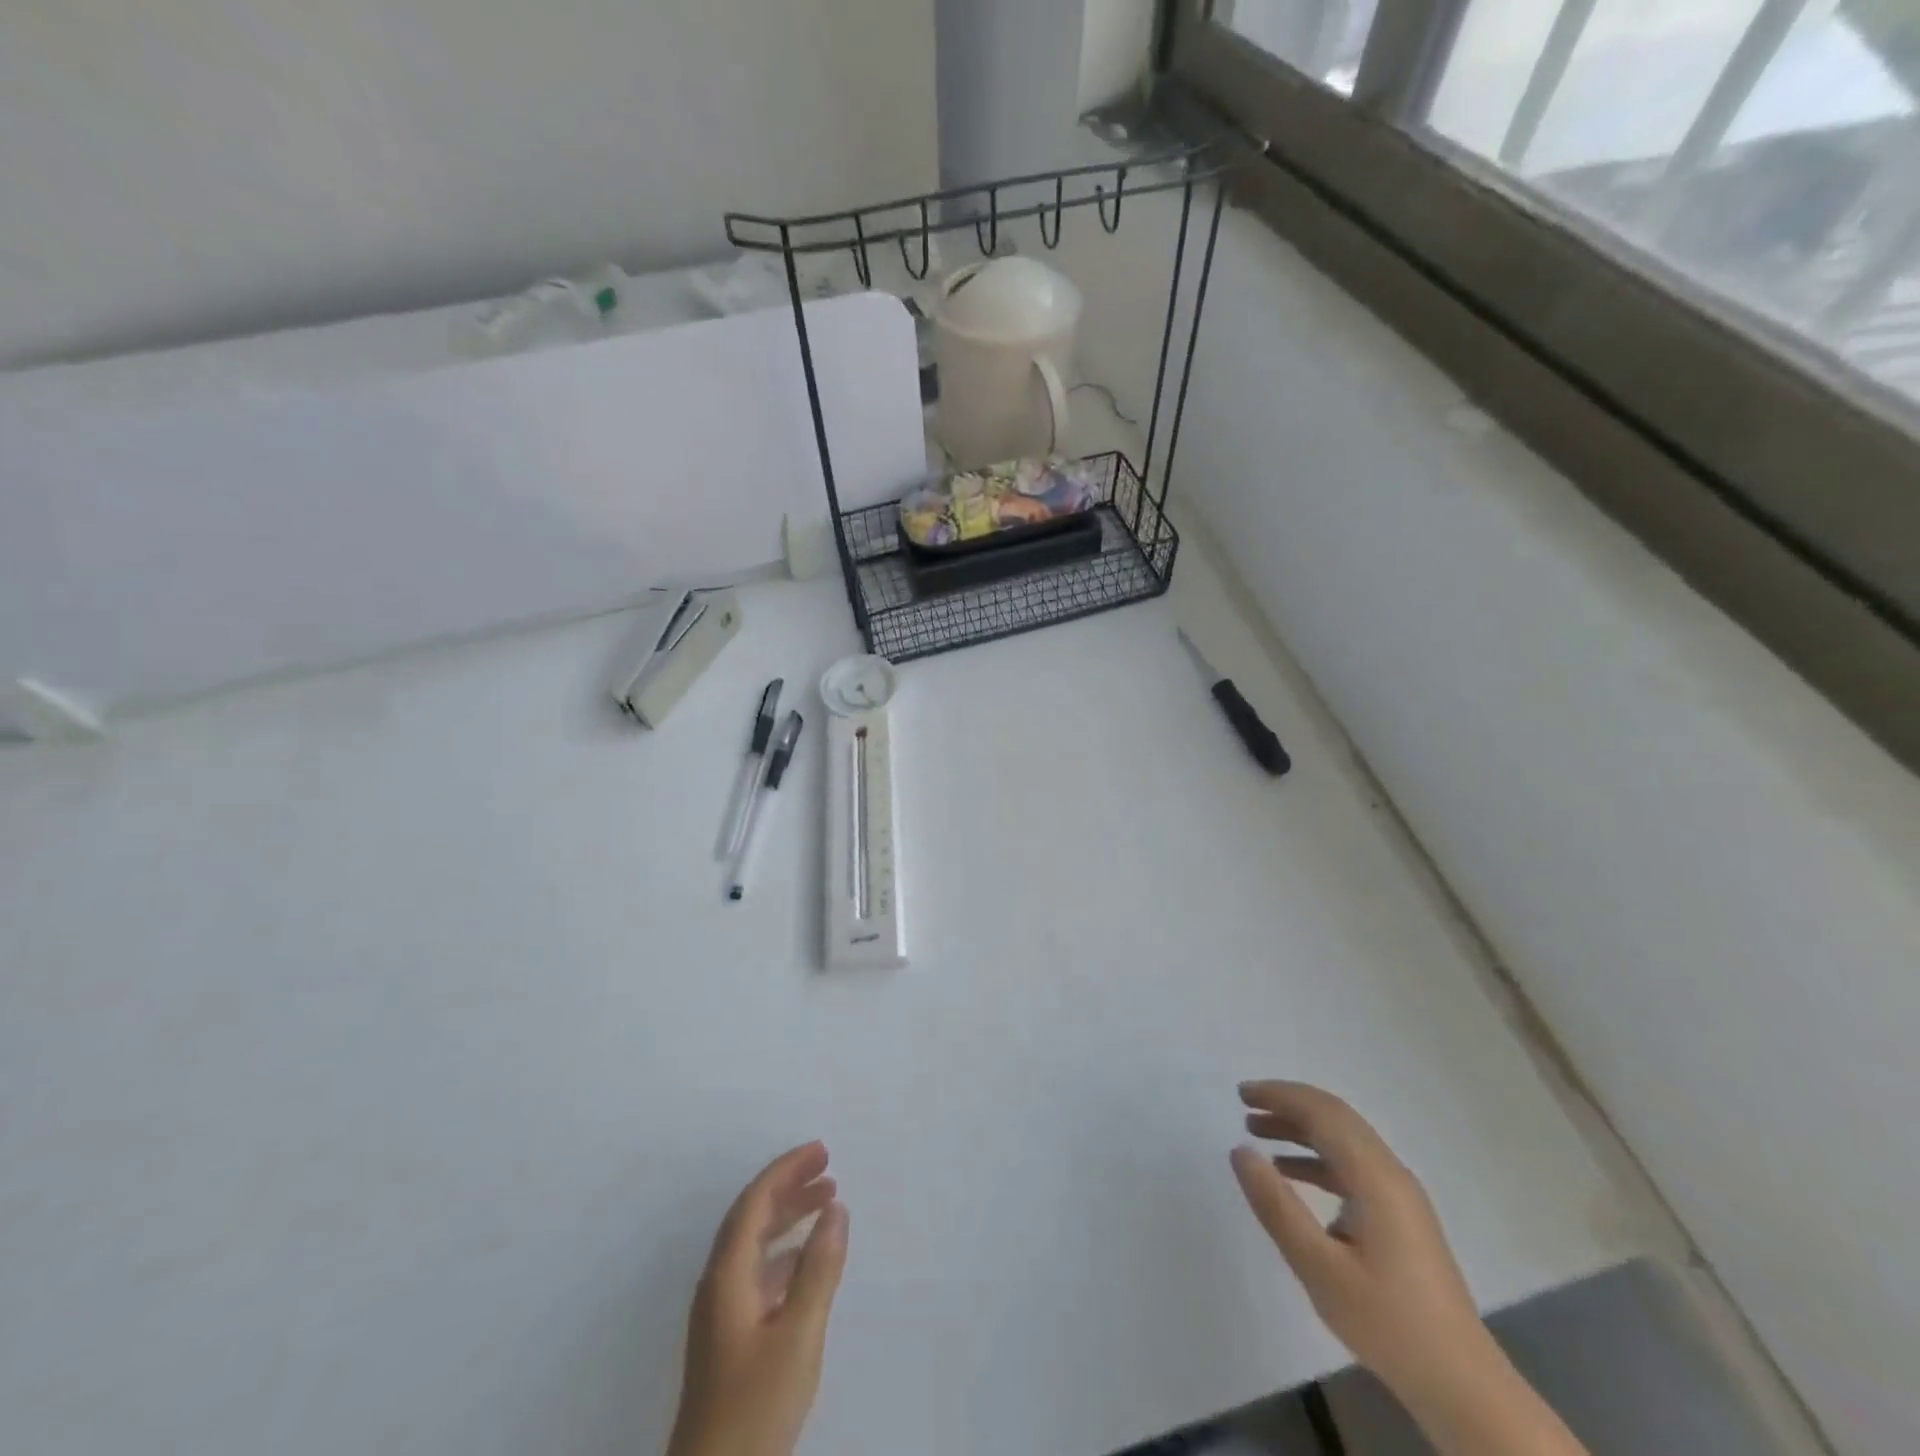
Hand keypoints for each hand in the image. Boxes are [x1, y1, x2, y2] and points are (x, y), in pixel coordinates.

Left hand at [668, 1142, 848, 1455]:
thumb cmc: (755, 1406)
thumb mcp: (798, 1334)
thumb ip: (819, 1268)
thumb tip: (837, 1208)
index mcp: (727, 1275)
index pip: (755, 1201)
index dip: (787, 1169)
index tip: (822, 1150)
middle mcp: (718, 1283)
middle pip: (752, 1216)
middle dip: (789, 1185)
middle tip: (828, 1167)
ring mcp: (721, 1312)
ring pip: (755, 1243)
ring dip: (789, 1216)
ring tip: (827, 1200)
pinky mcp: (729, 1337)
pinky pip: (758, 1270)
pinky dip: (785, 1250)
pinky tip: (808, 1258)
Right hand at [1230, 1082, 1492, 1400]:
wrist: (1462, 1386)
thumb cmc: (1386, 1322)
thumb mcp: (1318, 1266)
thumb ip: (1276, 1205)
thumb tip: (1241, 1151)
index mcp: (1375, 1177)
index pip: (1322, 1113)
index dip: (1279, 1095)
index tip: (1241, 1094)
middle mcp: (1391, 1174)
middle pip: (1335, 1118)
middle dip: (1288, 1104)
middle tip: (1245, 1104)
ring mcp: (1400, 1196)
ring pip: (1344, 1140)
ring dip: (1300, 1129)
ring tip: (1257, 1133)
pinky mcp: (1401, 1217)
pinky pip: (1353, 1166)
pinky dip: (1317, 1157)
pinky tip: (1290, 1173)